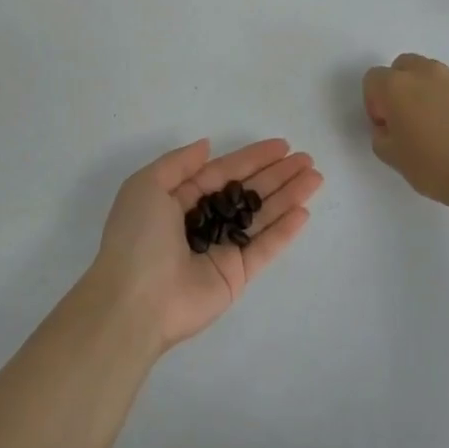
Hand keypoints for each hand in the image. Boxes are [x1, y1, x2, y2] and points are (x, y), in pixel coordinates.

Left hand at [87, 138, 322, 354]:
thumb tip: (206, 145)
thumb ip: (178, 163)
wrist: (133, 301)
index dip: (252, 158)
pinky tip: (303, 212)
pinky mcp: (236, 276)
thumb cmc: (137, 237)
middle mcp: (203, 222)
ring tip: (315, 177)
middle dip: (277, 175)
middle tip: (307, 159)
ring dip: (288, 196)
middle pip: (247, 192)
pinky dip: (284, 231)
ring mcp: (221, 250)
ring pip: (261, 217)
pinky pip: (264, 248)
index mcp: (179, 200)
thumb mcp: (146, 186)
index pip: (223, 173)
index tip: (282, 146)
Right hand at [363, 53, 448, 209]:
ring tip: (435, 123)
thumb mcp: (392, 157)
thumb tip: (389, 126)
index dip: (374, 104)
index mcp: (396, 86)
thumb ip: (381, 135)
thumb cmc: (434, 166)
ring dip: (425, 89)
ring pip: (430, 73)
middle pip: (402, 66)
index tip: (386, 127)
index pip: (373, 80)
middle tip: (406, 119)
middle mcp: (424, 73)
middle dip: (399, 87)